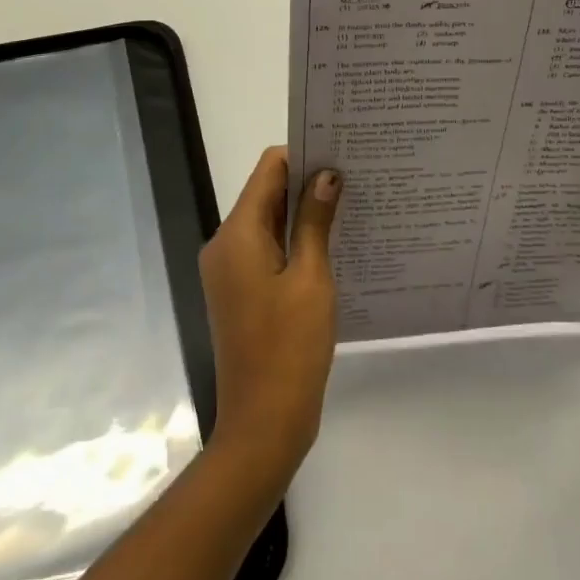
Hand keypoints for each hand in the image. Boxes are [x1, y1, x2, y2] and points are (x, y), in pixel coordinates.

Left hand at [199, 147, 342, 486]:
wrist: (262, 426)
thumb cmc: (290, 348)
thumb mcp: (311, 279)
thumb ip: (315, 221)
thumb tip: (327, 174)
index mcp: (237, 234)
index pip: (268, 170)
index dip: (302, 155)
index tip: (340, 153)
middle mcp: (225, 244)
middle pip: (266, 194)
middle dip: (306, 183)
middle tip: (355, 177)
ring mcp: (229, 270)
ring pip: (268, 222)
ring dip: (302, 213)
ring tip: (350, 205)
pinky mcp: (238, 291)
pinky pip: (266, 249)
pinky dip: (294, 241)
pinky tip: (330, 244)